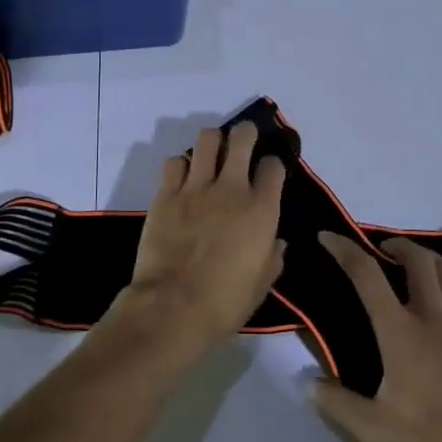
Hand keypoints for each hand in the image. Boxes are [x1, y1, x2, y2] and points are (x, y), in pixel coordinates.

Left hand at [119, 121, 286, 355]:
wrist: (173, 308)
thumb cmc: (225, 302)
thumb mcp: (262, 284)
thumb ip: (272, 257)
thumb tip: (276, 241)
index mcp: (261, 210)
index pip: (273, 166)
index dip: (273, 164)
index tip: (269, 172)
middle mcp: (231, 189)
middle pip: (242, 138)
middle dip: (246, 134)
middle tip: (244, 141)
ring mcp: (195, 188)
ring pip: (206, 139)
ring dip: (213, 142)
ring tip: (212, 153)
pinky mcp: (166, 194)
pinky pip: (174, 162)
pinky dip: (181, 164)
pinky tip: (183, 177)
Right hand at [313, 233, 441, 441]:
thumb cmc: (432, 439)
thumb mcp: (374, 429)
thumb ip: (337, 403)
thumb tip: (309, 384)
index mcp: (400, 332)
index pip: (367, 275)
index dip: (344, 249)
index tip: (328, 237)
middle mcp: (434, 317)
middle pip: (417, 259)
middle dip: (396, 244)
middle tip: (383, 249)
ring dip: (427, 258)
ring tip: (415, 265)